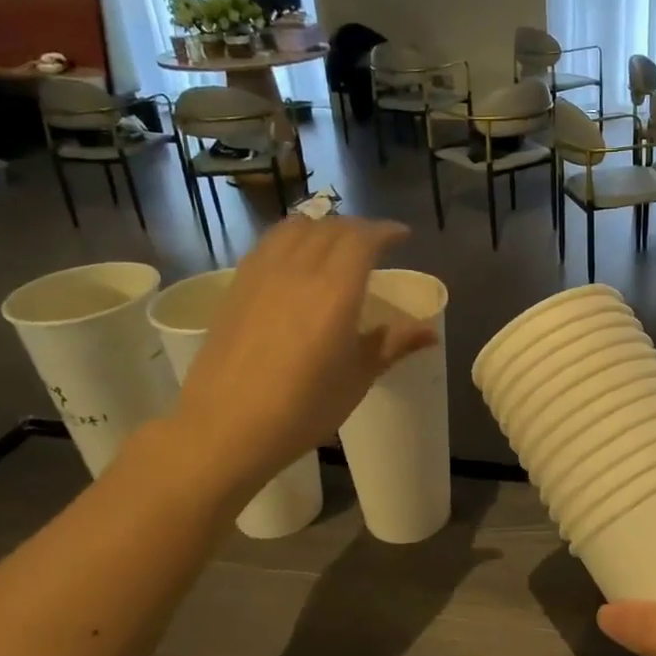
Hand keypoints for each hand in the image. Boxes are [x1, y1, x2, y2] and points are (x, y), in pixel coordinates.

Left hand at [169, 217, 435, 493]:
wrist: (225, 428)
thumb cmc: (303, 408)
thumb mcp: (358, 378)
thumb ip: (393, 344)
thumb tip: (430, 332)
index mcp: (335, 291)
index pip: (363, 239)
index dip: (386, 231)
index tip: (402, 236)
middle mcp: (298, 270)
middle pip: (331, 227)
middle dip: (358, 228)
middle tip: (375, 244)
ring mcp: (262, 275)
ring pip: (296, 228)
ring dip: (323, 227)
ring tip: (335, 243)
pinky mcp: (236, 286)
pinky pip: (269, 244)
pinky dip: (291, 238)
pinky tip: (296, 259)